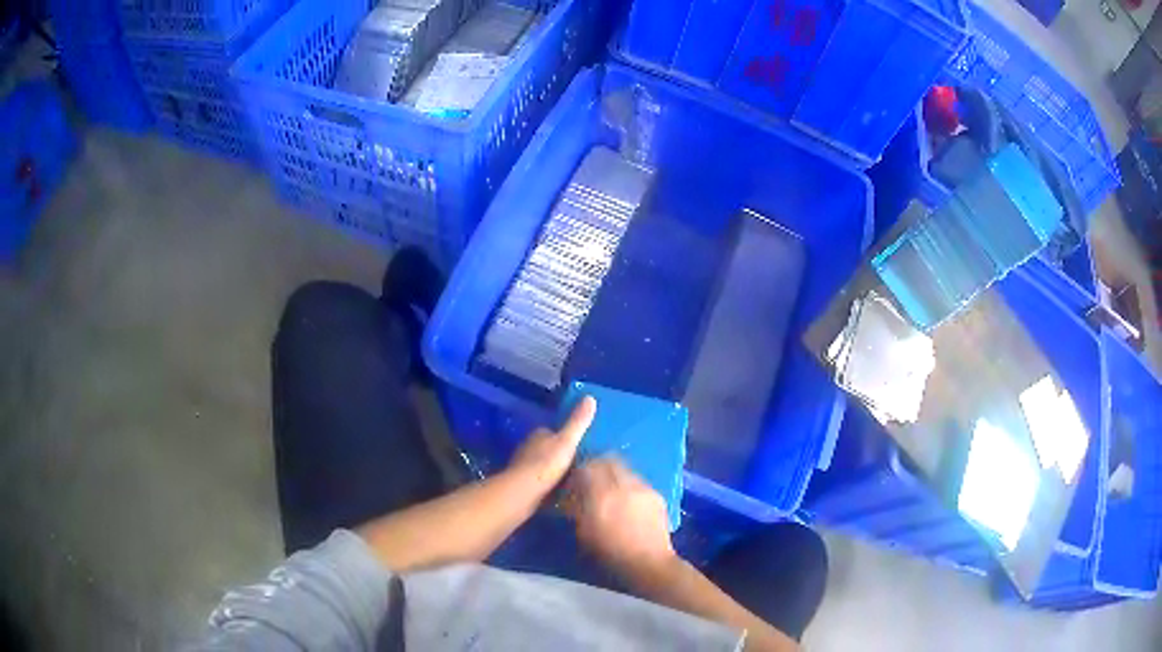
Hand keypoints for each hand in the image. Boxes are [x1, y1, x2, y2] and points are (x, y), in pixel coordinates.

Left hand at [508, 395, 595, 493]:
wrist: (524, 490)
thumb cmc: (546, 463)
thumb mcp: (567, 441)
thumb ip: (578, 422)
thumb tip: (590, 397)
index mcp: (538, 434)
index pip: (553, 430)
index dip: (565, 436)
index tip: (578, 444)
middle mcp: (528, 446)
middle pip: (547, 447)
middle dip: (558, 453)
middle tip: (578, 463)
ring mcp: (523, 465)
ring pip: (542, 463)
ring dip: (553, 468)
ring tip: (571, 477)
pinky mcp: (522, 482)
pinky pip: (539, 479)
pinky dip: (547, 482)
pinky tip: (559, 489)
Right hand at [564, 458, 675, 581]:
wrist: (648, 564)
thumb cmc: (610, 555)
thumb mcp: (583, 533)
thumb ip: (577, 508)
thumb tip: (572, 494)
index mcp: (601, 495)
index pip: (587, 466)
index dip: (579, 471)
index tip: (574, 482)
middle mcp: (624, 485)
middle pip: (608, 460)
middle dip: (597, 467)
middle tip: (590, 481)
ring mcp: (643, 488)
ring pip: (624, 469)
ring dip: (614, 475)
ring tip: (610, 492)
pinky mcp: (656, 495)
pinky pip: (638, 481)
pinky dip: (629, 486)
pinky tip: (627, 502)